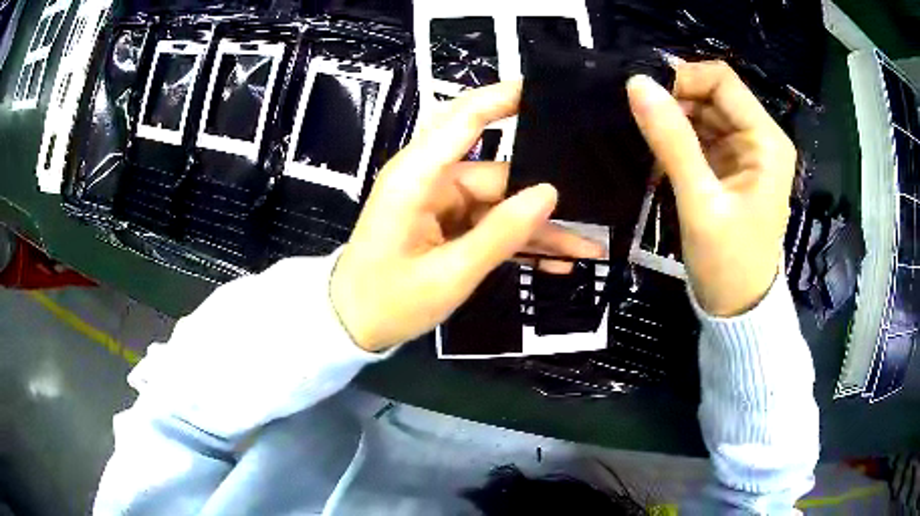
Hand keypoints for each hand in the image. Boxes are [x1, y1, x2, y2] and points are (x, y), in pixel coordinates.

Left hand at [331, 82, 603, 351]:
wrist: (352, 325)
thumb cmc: (388, 301)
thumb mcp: (448, 276)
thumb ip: (500, 234)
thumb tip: (548, 193)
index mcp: (417, 177)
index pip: (464, 119)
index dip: (503, 98)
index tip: (546, 89)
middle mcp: (431, 179)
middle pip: (499, 173)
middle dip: (543, 193)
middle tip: (595, 200)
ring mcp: (441, 203)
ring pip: (501, 204)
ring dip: (539, 228)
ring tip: (587, 249)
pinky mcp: (446, 224)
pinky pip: (490, 225)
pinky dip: (519, 242)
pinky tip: (556, 261)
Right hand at [627, 61, 796, 316]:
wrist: (738, 308)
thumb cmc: (727, 262)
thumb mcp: (699, 202)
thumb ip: (672, 141)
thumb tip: (637, 84)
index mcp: (766, 141)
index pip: (722, 80)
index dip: (684, 79)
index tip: (649, 101)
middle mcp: (761, 138)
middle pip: (714, 94)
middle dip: (677, 102)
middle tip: (645, 128)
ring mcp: (748, 152)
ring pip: (706, 113)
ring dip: (676, 122)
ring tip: (651, 147)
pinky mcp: (734, 166)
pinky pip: (704, 136)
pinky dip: (681, 141)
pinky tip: (664, 161)